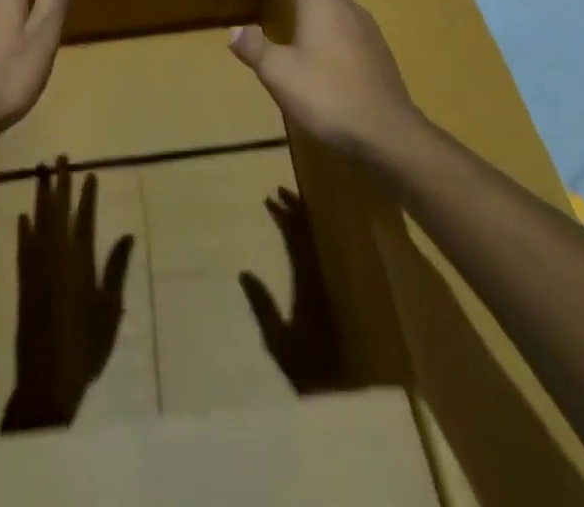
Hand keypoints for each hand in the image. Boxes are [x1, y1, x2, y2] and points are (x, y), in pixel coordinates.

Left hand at [1, 159, 134, 432]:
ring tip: (40, 172)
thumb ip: (116, 269)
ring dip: (40, 196)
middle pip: (58, 211)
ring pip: (38, 221)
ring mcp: (37, 267)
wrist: (47, 379)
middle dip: (60, 183)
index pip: (84, 218)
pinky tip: (22, 215)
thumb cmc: (86, 346)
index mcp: (80, 261)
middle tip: (60, 157)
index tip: (89, 172)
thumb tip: (126, 235)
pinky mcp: (22, 281)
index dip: (87, 194)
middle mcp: (56, 256)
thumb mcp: (109, 308)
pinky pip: (23, 246)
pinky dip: (23, 228)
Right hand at [228, 0, 423, 163]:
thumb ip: (254, 47)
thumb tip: (233, 29)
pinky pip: (351, 21)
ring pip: (341, 1)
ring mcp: (368, 29)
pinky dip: (334, 18)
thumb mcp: (278, 73)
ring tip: (302, 6)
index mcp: (321, 4)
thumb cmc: (326, 94)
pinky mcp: (379, 52)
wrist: (386, 132)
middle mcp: (347, 7)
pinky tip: (328, 40)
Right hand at [239, 187, 343, 395]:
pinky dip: (310, 237)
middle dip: (296, 210)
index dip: (285, 217)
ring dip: (305, 221)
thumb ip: (262, 306)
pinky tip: (304, 234)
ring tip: (291, 202)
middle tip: (280, 190)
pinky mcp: (330, 296)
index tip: (270, 198)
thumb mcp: (277, 342)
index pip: (297, 241)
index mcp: (308, 286)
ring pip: (318, 243)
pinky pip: (320, 255)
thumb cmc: (305, 369)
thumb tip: (244, 272)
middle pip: (310, 236)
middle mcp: (321, 280)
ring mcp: (328, 287)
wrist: (339, 394)